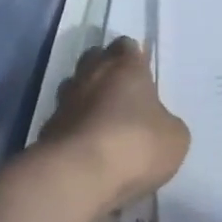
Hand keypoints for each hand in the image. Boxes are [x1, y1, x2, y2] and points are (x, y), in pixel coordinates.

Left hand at [37, 38, 189, 214]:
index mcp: (124, 66)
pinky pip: (65, 120)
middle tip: (121, 94)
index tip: (142, 75)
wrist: (78, 174)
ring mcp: (64, 100)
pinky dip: (74, 128)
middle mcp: (91, 74)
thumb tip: (158, 123)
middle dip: (106, 71)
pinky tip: (86, 148)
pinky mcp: (47, 127)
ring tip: (102, 122)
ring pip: (75, 87)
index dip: (134, 58)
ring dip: (86, 99)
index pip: (126, 46)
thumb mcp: (174, 138)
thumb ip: (166, 122)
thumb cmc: (135, 144)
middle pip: (95, 59)